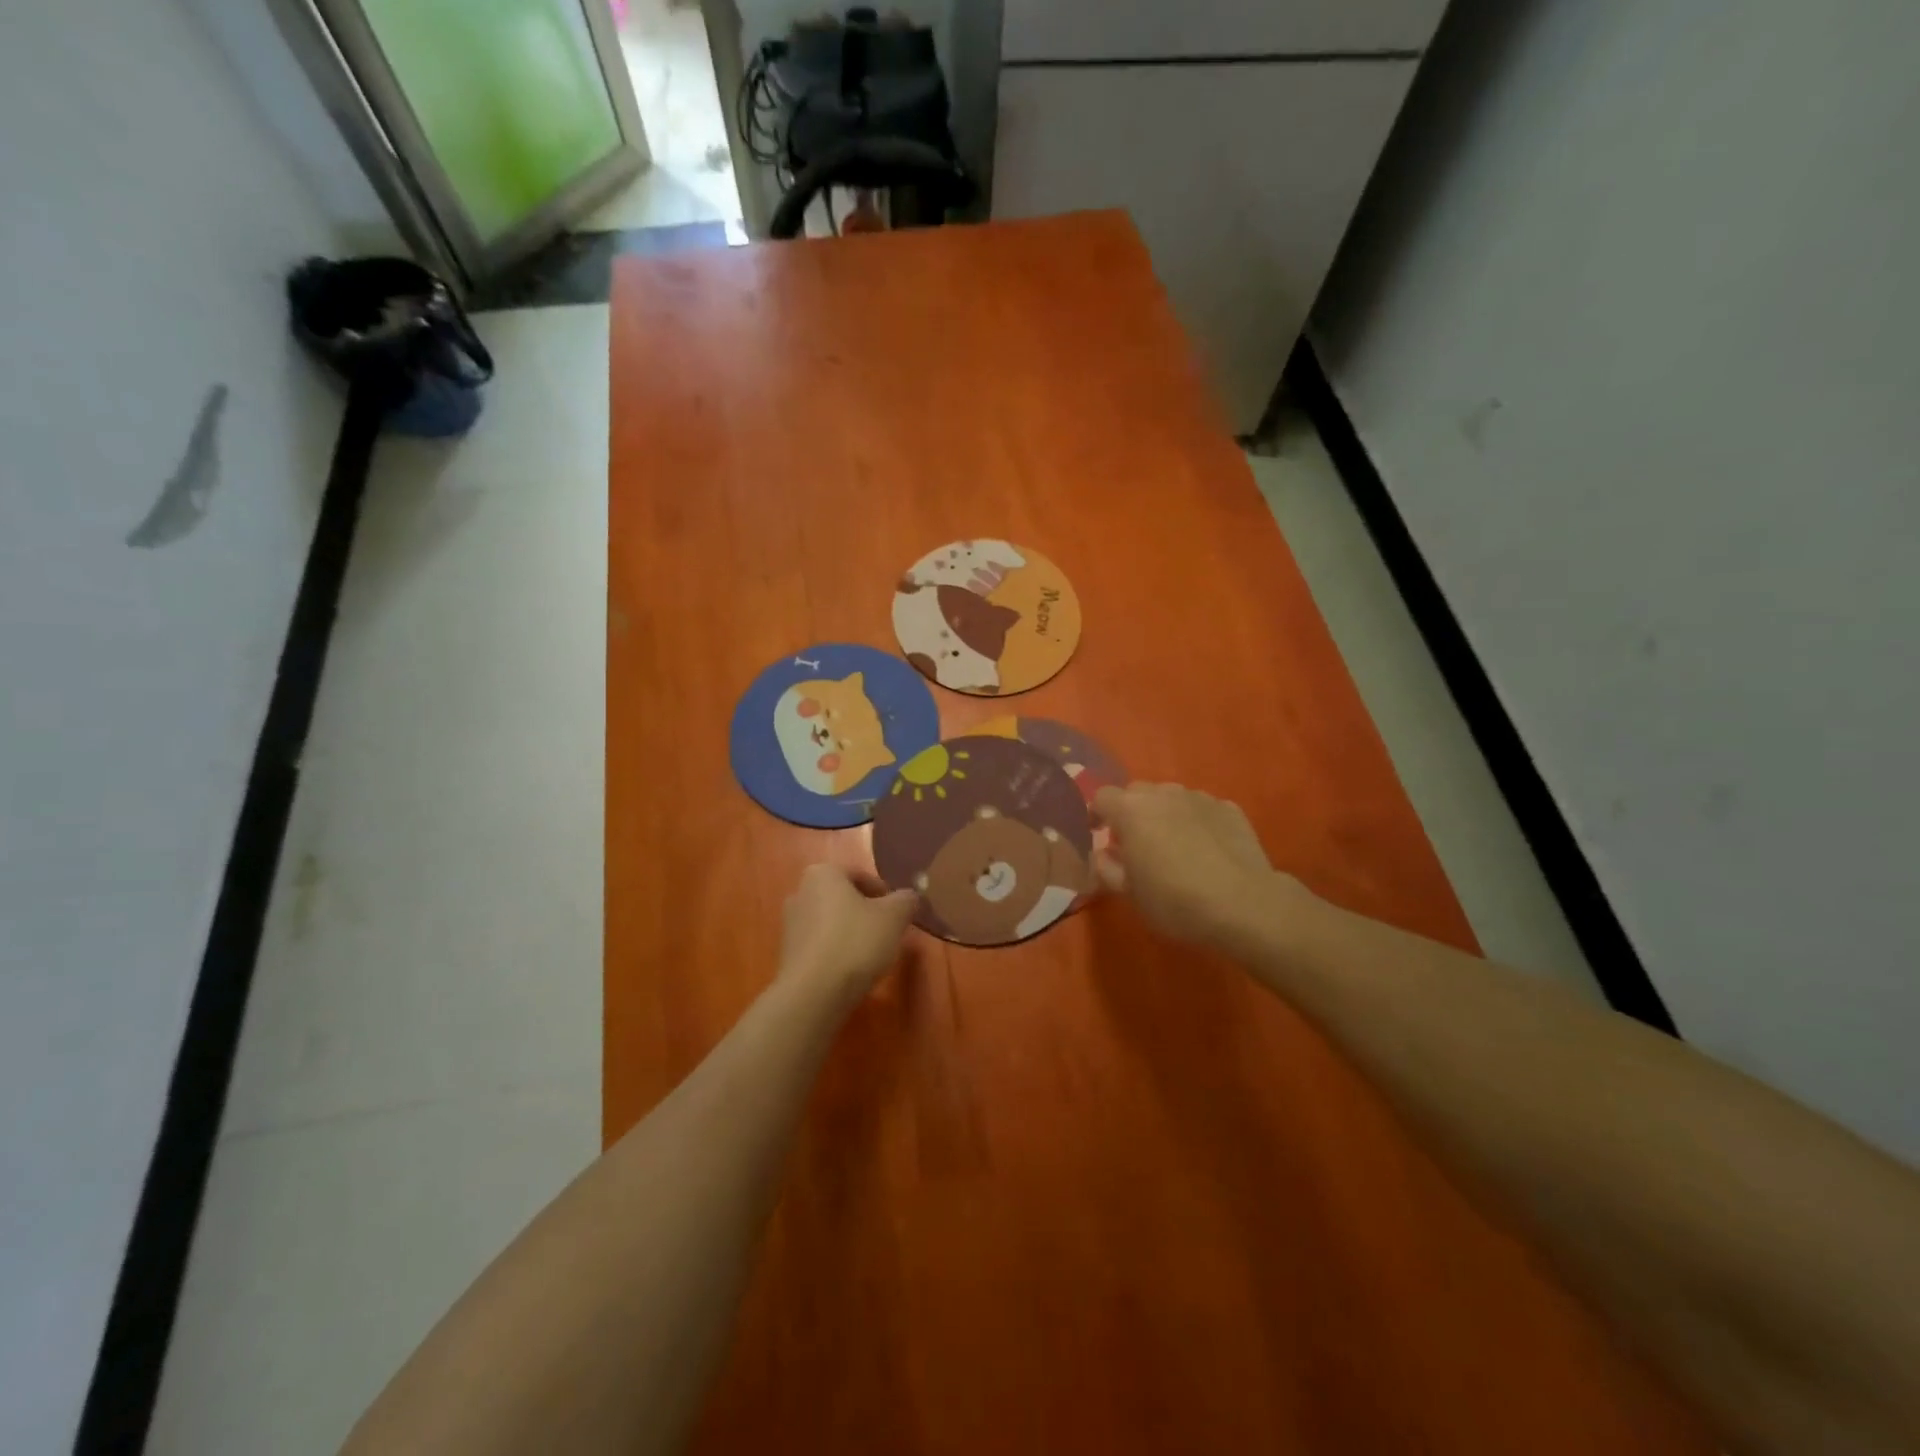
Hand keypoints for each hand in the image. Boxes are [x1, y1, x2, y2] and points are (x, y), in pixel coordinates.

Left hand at [777, 863, 917, 1004]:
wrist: (813, 994)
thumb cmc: (855, 942)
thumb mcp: (894, 917)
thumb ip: (906, 900)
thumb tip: (910, 897)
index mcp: (823, 874)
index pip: (860, 875)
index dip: (883, 893)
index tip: (897, 913)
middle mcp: (800, 892)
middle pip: (843, 898)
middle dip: (866, 912)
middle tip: (887, 932)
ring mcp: (790, 925)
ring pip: (831, 922)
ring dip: (850, 933)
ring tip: (871, 954)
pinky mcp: (787, 955)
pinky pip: (820, 945)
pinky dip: (836, 952)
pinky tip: (851, 970)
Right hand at [1093, 783, 1305, 949]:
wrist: (1244, 904)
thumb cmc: (1176, 901)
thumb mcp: (1130, 895)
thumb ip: (1108, 869)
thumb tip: (1102, 855)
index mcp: (1131, 811)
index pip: (1101, 797)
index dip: (1097, 814)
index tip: (1099, 835)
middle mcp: (1163, 794)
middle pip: (1137, 793)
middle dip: (1132, 812)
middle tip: (1137, 844)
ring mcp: (1199, 798)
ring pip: (1171, 797)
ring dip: (1165, 814)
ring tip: (1175, 845)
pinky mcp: (1230, 808)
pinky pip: (1202, 809)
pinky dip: (1197, 822)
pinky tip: (1207, 849)